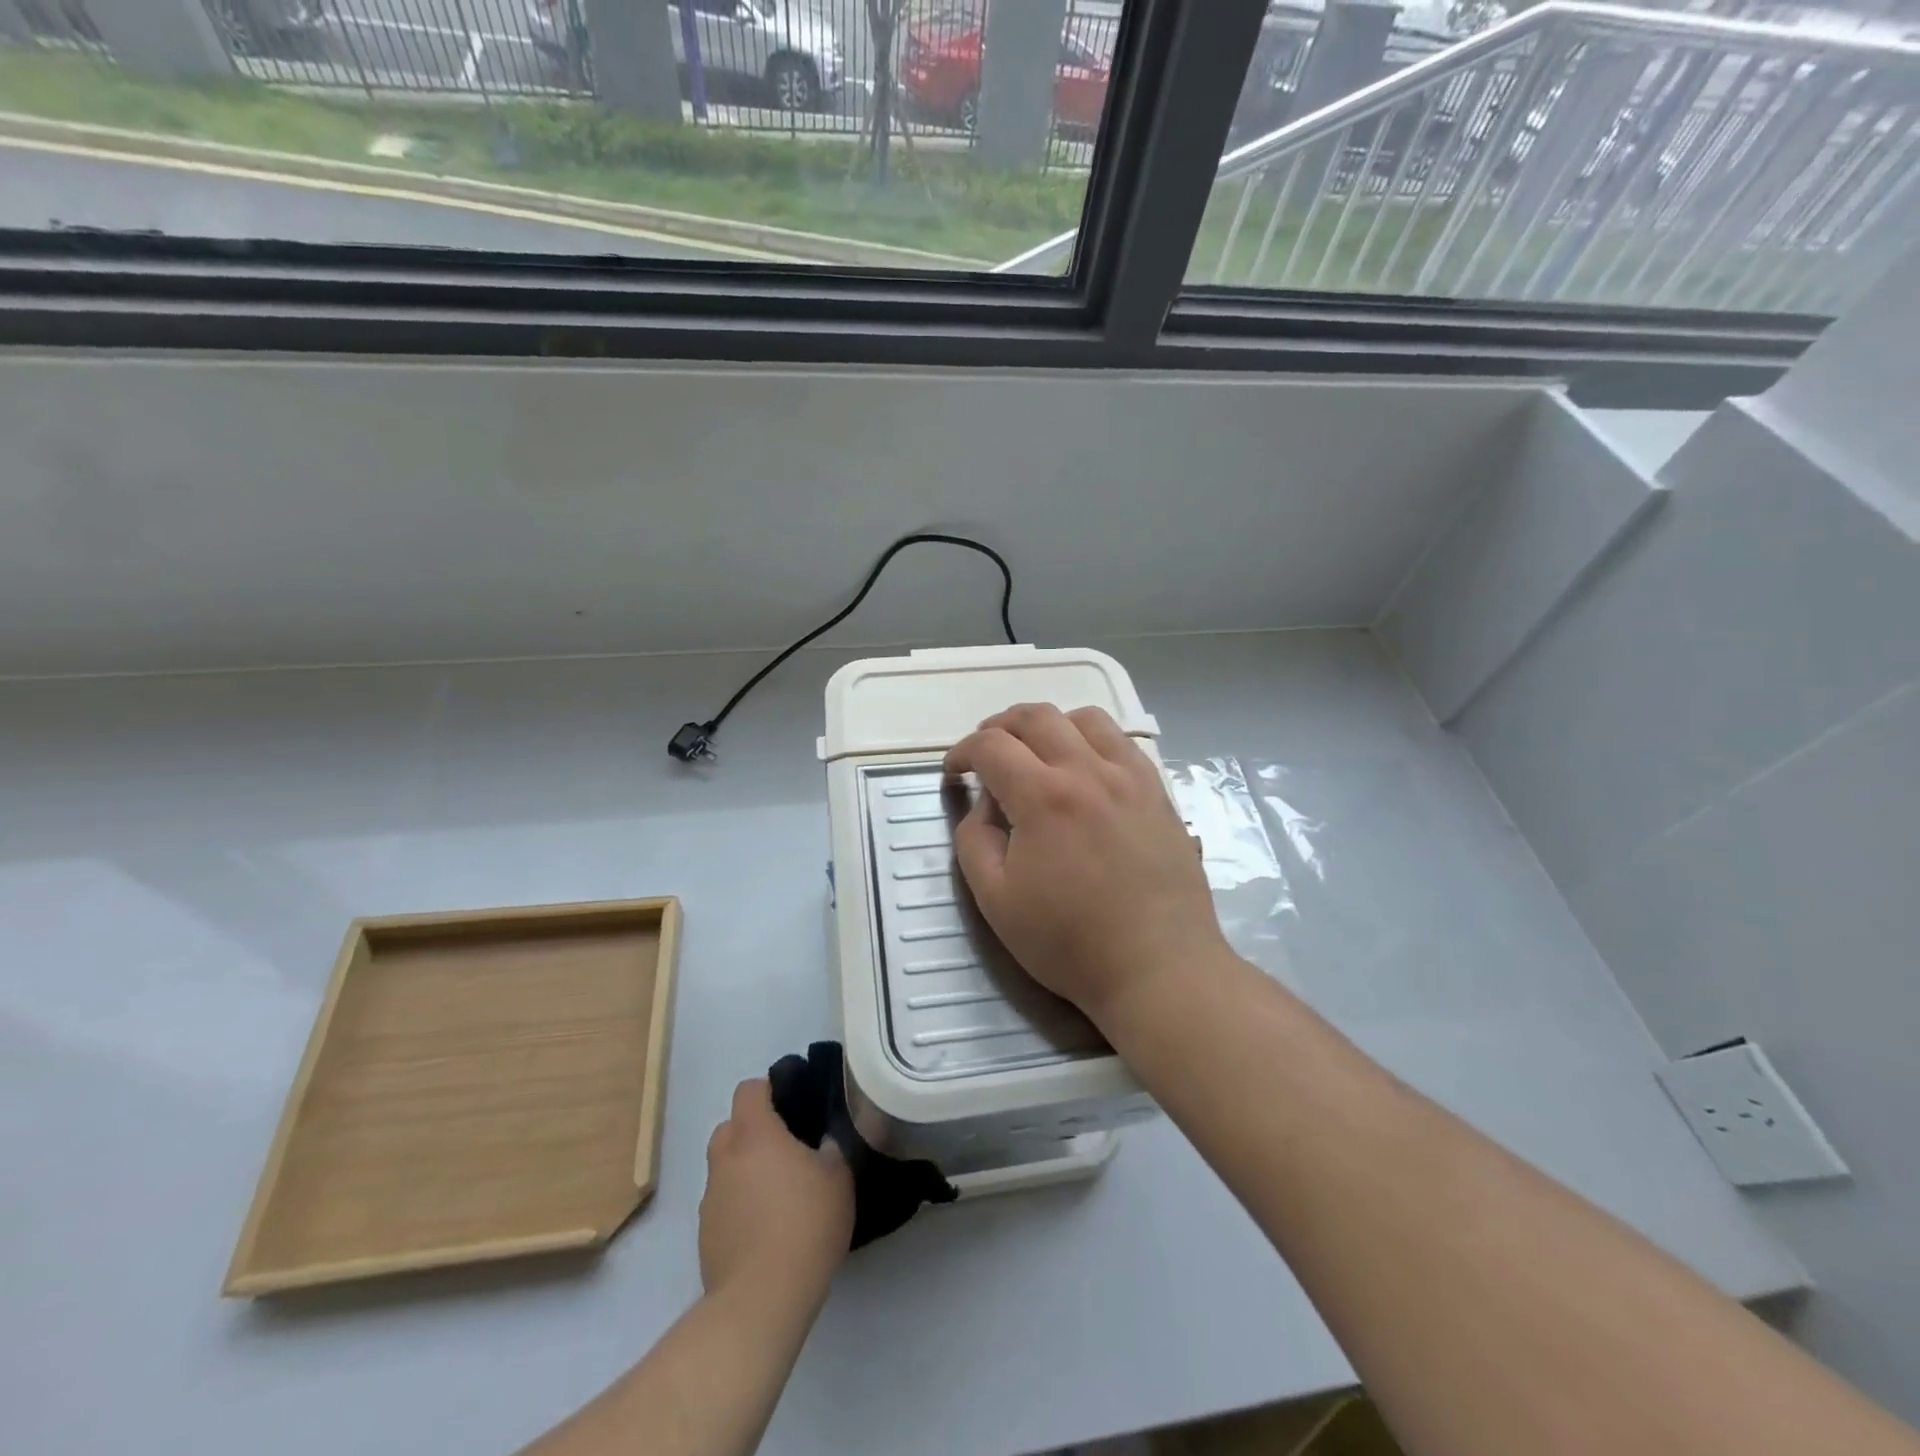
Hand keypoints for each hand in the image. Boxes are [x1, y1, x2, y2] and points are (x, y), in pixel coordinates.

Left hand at [700, 1080, 853, 1301]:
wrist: (762, 1300)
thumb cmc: (805, 1224)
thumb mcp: (838, 1178)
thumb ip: (831, 1149)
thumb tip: (824, 1142)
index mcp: (755, 1134)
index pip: (749, 1090)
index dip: (769, 1090)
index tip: (793, 1104)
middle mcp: (725, 1158)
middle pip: (730, 1127)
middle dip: (753, 1131)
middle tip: (786, 1149)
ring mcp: (710, 1199)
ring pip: (725, 1168)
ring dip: (745, 1171)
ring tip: (778, 1195)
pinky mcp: (705, 1236)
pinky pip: (723, 1204)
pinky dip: (739, 1206)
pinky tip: (765, 1230)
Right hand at [944, 704, 1228, 1025]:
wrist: (1158, 968)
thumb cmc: (1070, 942)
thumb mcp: (995, 900)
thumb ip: (974, 839)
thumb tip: (983, 803)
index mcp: (1043, 797)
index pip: (991, 746)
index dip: (962, 752)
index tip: (955, 773)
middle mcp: (1088, 770)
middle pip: (1036, 717)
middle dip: (1000, 726)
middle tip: (987, 754)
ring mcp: (1130, 776)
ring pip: (1084, 718)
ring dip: (1049, 725)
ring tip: (1036, 753)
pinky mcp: (1157, 790)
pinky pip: (1121, 740)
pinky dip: (1091, 739)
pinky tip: (1084, 768)